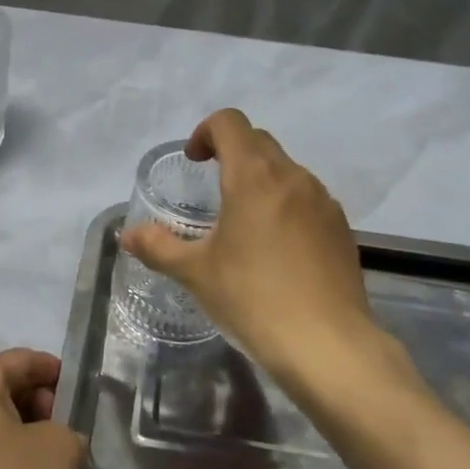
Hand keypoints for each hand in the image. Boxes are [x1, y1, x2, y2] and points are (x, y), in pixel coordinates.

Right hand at [122, 110, 411, 395]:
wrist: (327, 345)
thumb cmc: (253, 298)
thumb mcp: (195, 273)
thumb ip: (158, 246)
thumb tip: (128, 235)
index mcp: (254, 177)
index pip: (230, 123)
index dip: (205, 132)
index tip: (193, 162)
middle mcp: (293, 177)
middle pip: (258, 142)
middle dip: (231, 153)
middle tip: (211, 188)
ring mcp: (323, 202)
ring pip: (286, 171)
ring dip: (260, 180)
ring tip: (243, 223)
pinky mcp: (341, 229)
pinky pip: (307, 200)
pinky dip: (285, 206)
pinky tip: (276, 250)